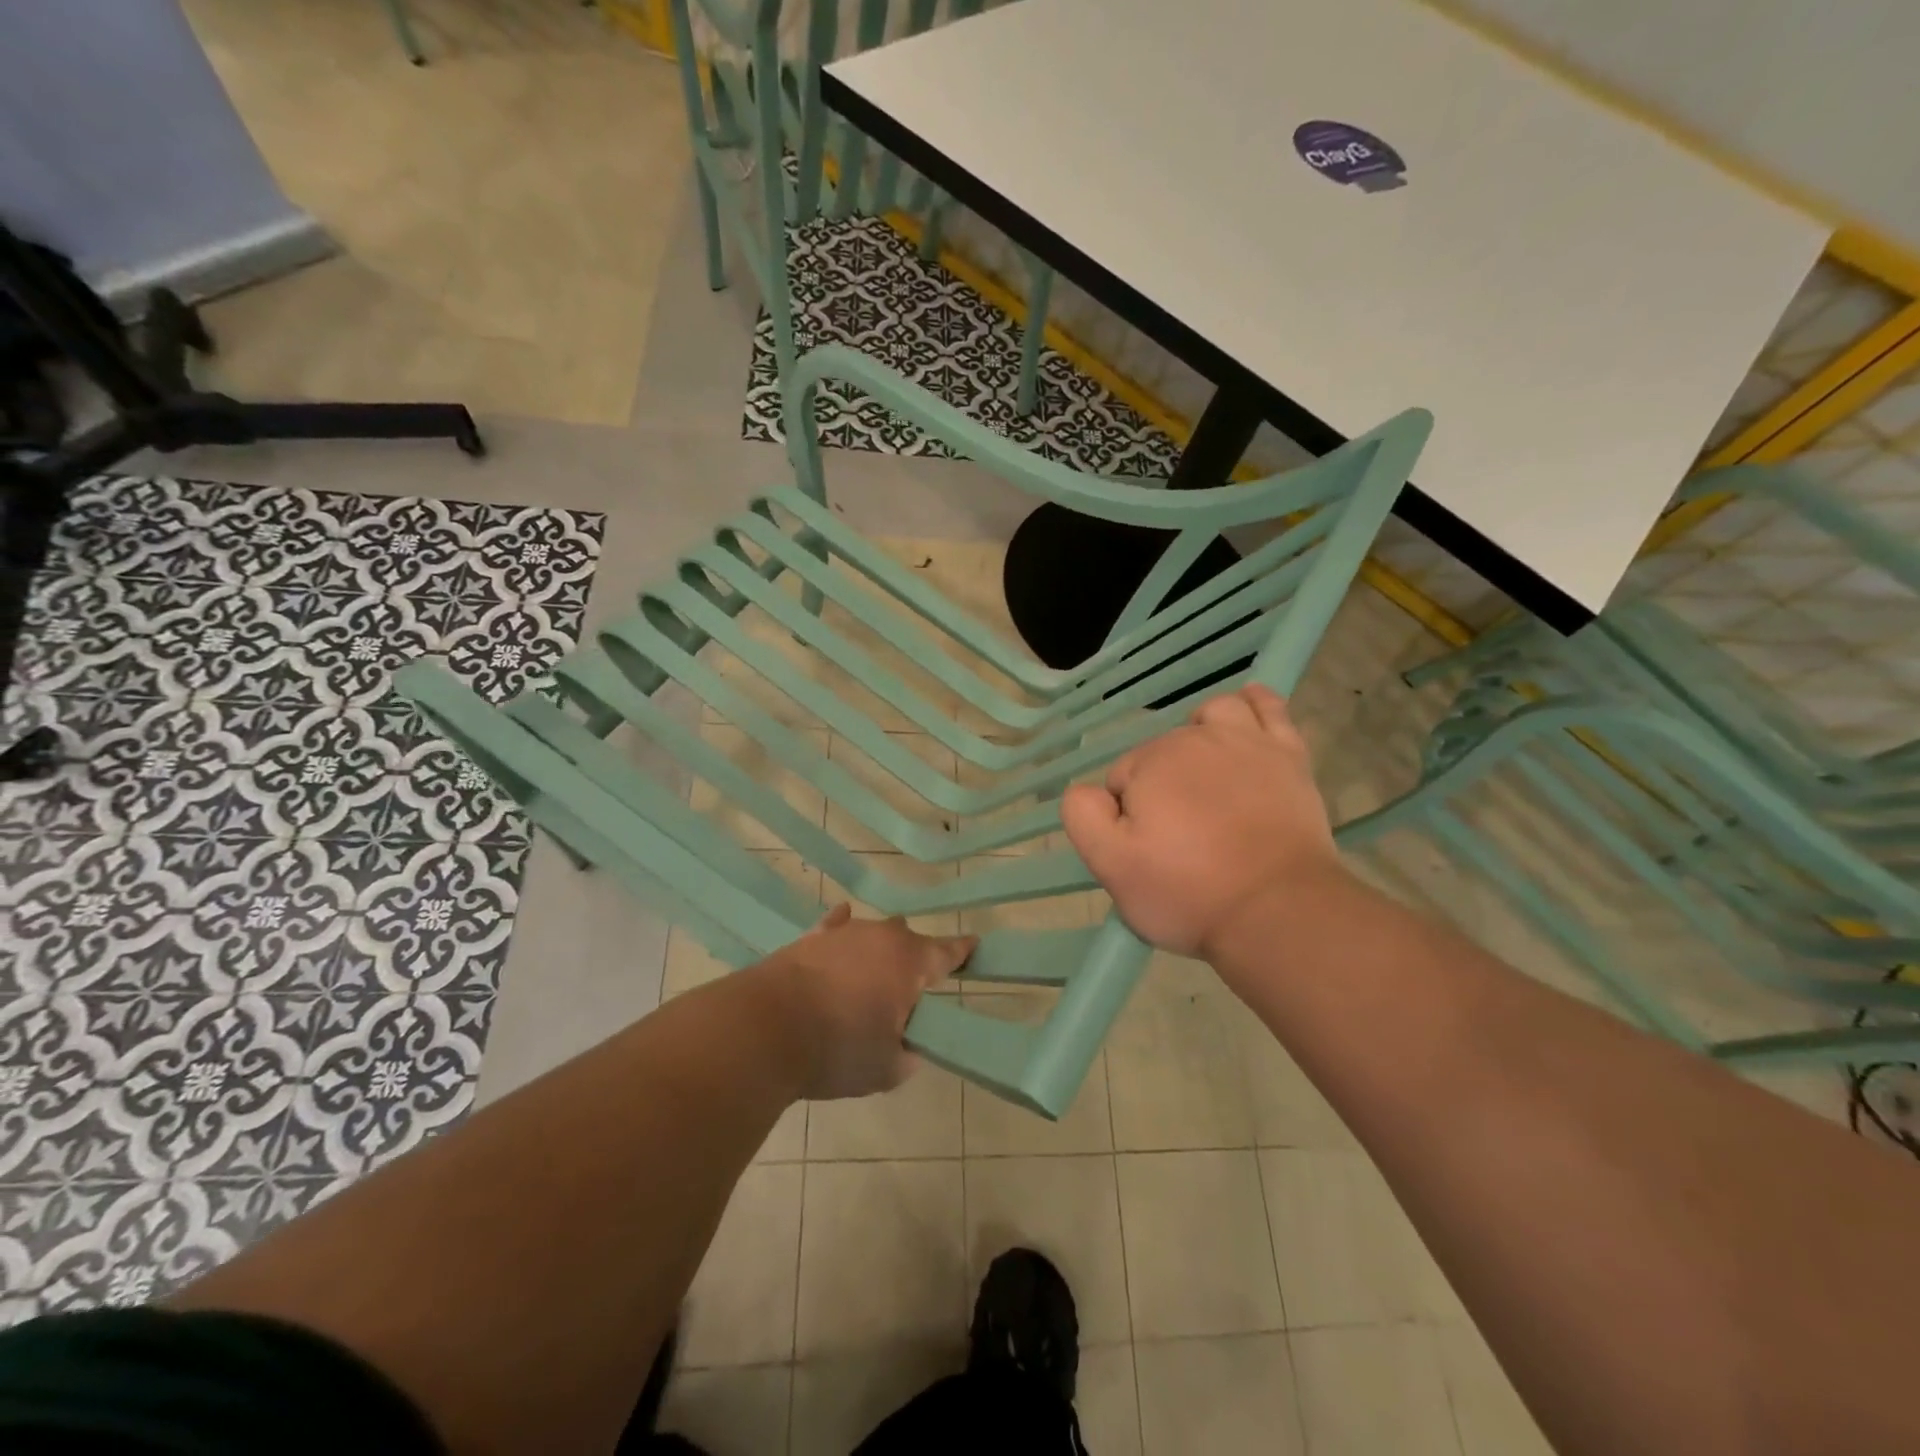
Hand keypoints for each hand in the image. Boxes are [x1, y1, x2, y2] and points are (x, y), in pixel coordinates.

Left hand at [743, 905, 975, 1100]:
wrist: (766, 1029)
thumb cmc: (837, 1048)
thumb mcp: (885, 1068)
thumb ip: (906, 1055)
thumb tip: (907, 1048)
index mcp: (910, 962)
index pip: (947, 952)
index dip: (963, 952)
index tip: (975, 946)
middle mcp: (882, 937)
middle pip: (910, 940)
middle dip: (917, 958)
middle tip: (914, 987)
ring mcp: (844, 933)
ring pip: (874, 934)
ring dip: (880, 951)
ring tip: (878, 971)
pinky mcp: (810, 939)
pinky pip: (836, 928)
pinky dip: (843, 930)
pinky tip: (843, 921)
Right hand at [1061, 685, 1346, 961]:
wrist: (1279, 911)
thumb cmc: (1188, 892)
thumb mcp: (1112, 867)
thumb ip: (1084, 816)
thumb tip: (1086, 789)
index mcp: (1149, 764)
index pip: (1120, 779)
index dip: (1127, 816)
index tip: (1149, 851)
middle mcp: (1193, 739)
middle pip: (1162, 751)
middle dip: (1162, 785)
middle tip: (1180, 839)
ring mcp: (1246, 742)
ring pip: (1211, 716)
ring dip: (1201, 735)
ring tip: (1206, 772)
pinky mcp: (1289, 755)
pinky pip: (1269, 708)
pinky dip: (1254, 703)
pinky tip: (1247, 707)